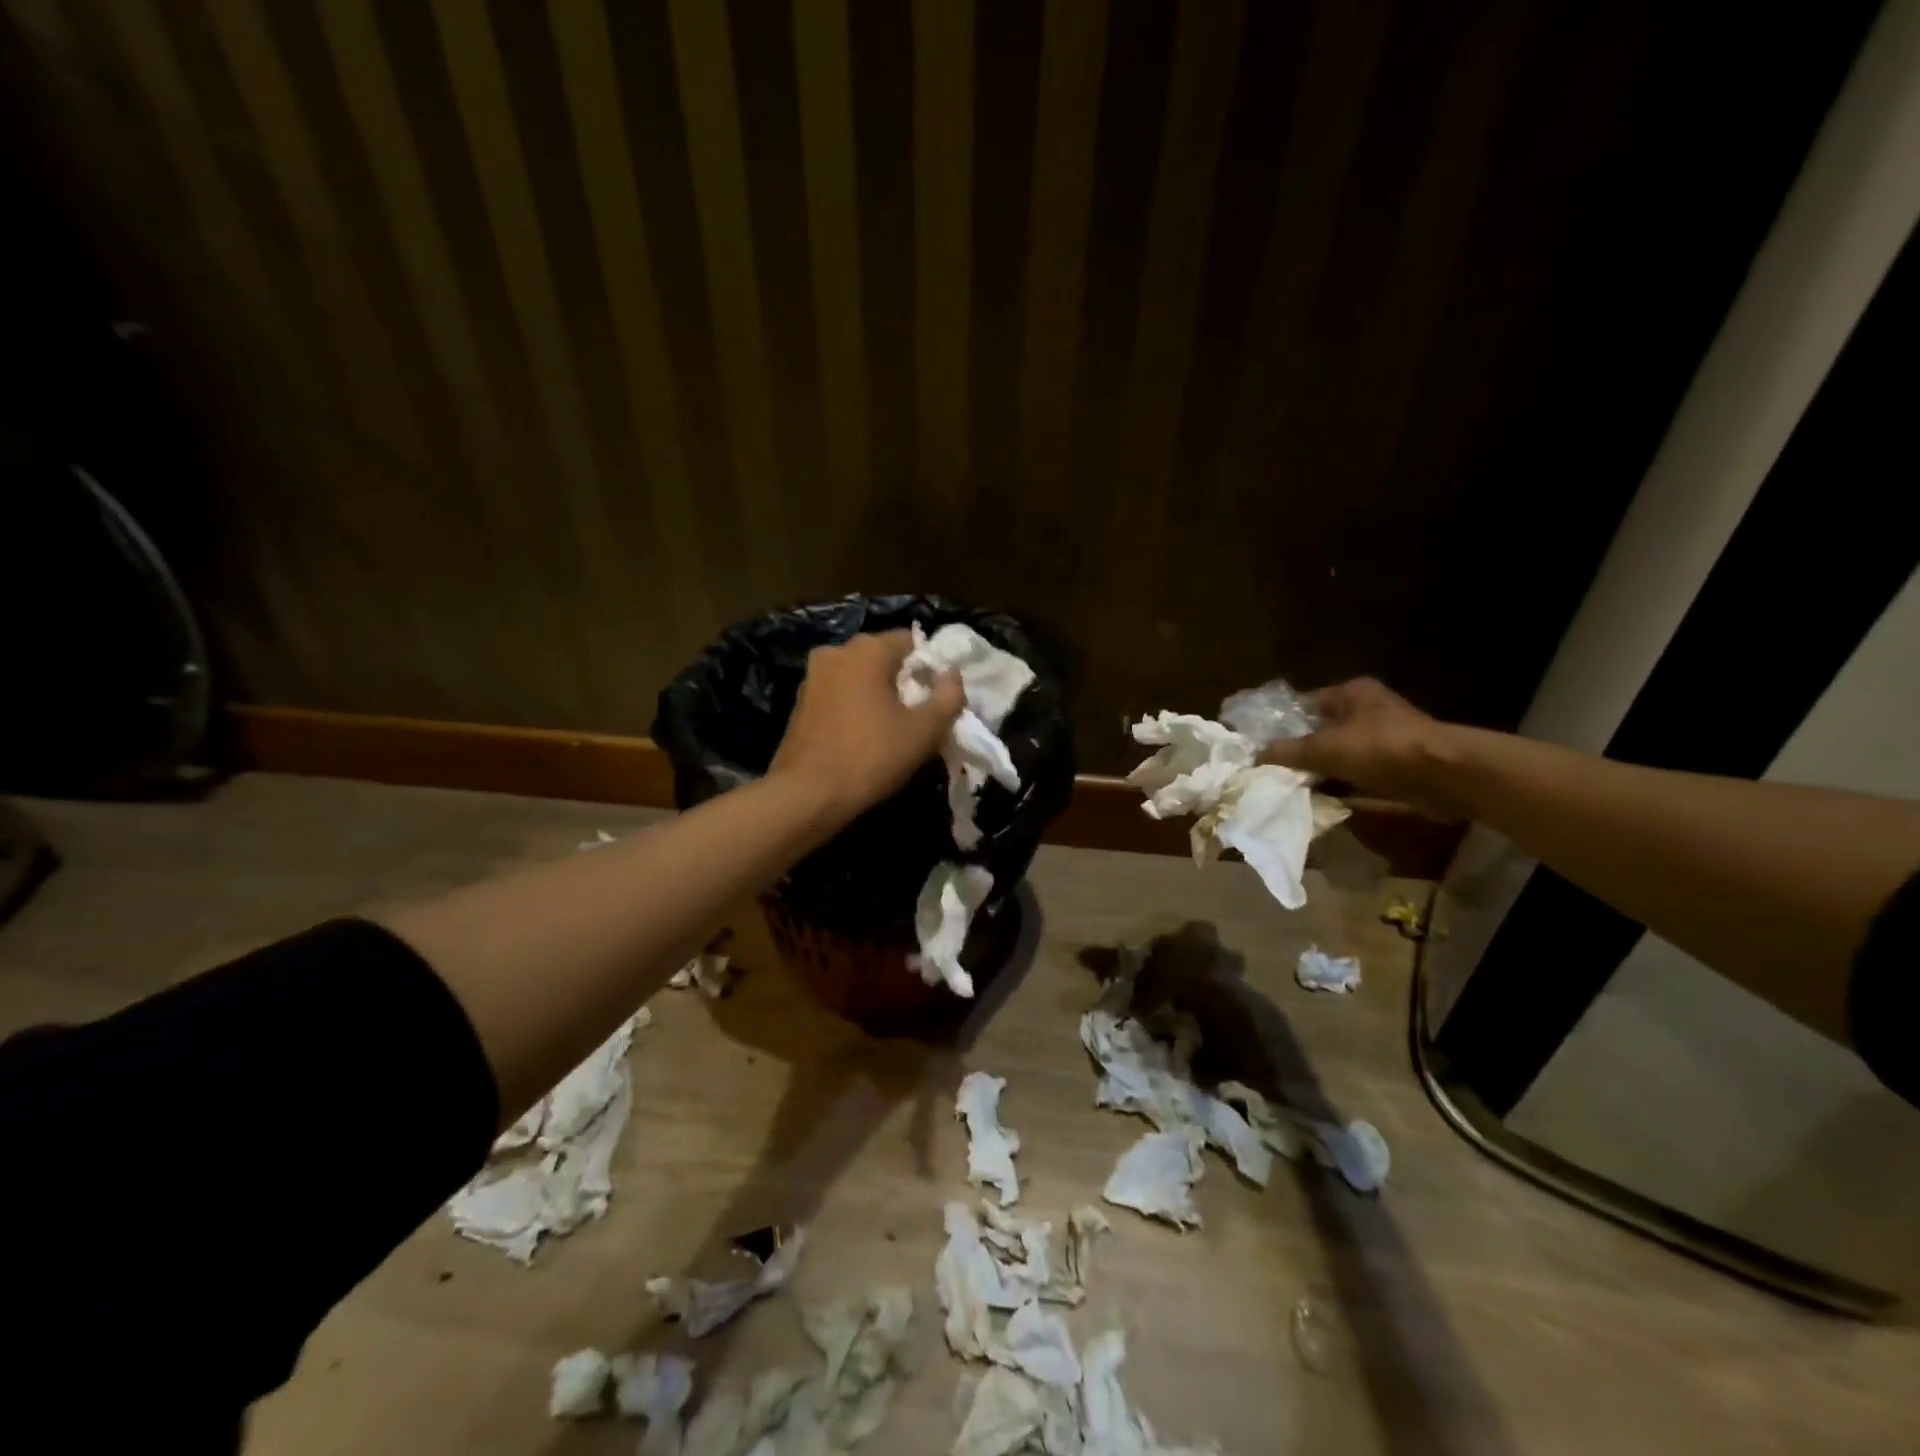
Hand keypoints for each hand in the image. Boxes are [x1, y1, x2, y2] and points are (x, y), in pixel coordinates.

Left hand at [770, 630, 963, 819]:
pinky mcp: (800, 700)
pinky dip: (854, 705)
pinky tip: (862, 734)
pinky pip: (839, 692)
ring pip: (859, 675)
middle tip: (918, 714)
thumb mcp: (924, 732)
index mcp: (867, 649)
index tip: (937, 696)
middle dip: (902, 679)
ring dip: (877, 693)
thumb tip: (953, 674)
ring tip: (891, 727)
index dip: (929, 666)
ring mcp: (813, 675)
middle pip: (882, 656)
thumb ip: (948, 697)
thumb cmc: (871, 757)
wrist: (807, 794)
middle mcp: (836, 651)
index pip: (910, 640)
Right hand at [1261, 677, 1462, 819]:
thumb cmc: (1381, 749)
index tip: (1257, 745)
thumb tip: (1254, 757)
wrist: (1446, 777)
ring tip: (1289, 789)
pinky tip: (1319, 801)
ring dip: (1319, 772)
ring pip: (1338, 755)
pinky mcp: (1396, 766)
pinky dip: (1341, 787)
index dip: (1279, 724)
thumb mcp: (1324, 748)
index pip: (1303, 704)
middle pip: (1321, 731)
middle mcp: (1368, 711)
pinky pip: (1357, 776)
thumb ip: (1286, 752)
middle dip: (1298, 751)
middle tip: (1270, 770)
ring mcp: (1385, 739)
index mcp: (1351, 693)